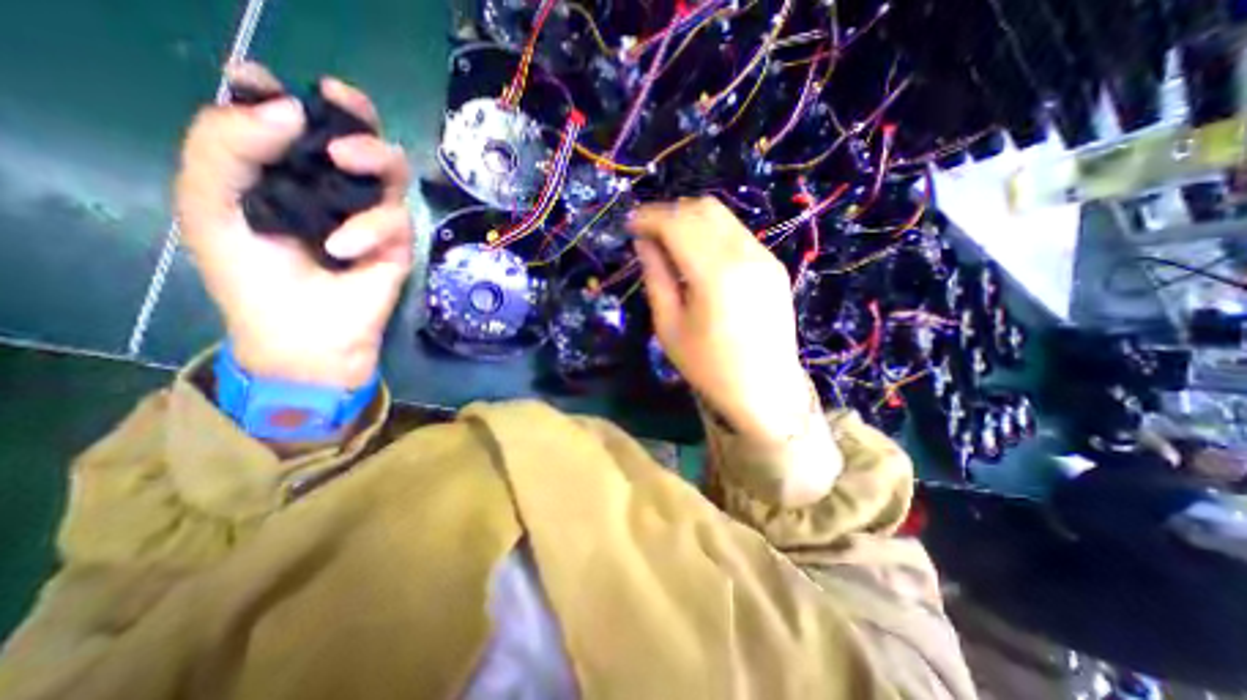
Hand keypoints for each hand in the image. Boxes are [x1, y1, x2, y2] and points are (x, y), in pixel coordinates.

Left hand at [175, 63, 413, 386]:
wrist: (303, 335)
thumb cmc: (252, 277)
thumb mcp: (211, 206)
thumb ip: (225, 147)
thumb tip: (286, 106)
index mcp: (285, 173)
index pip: (292, 121)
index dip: (286, 95)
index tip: (271, 86)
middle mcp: (333, 187)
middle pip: (360, 135)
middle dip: (355, 113)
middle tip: (339, 101)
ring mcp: (371, 215)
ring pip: (394, 169)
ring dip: (373, 156)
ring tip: (344, 161)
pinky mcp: (399, 244)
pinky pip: (396, 220)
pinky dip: (370, 228)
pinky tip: (342, 248)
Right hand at [629, 195, 814, 442]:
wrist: (766, 390)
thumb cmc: (709, 367)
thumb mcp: (670, 327)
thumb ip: (656, 278)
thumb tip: (643, 242)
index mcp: (715, 274)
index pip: (677, 223)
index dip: (649, 217)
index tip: (630, 225)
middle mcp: (744, 254)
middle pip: (702, 209)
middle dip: (669, 212)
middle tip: (648, 233)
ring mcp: (764, 256)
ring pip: (722, 215)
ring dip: (691, 219)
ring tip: (669, 241)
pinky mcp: (773, 264)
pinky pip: (737, 233)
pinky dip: (711, 232)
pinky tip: (698, 255)